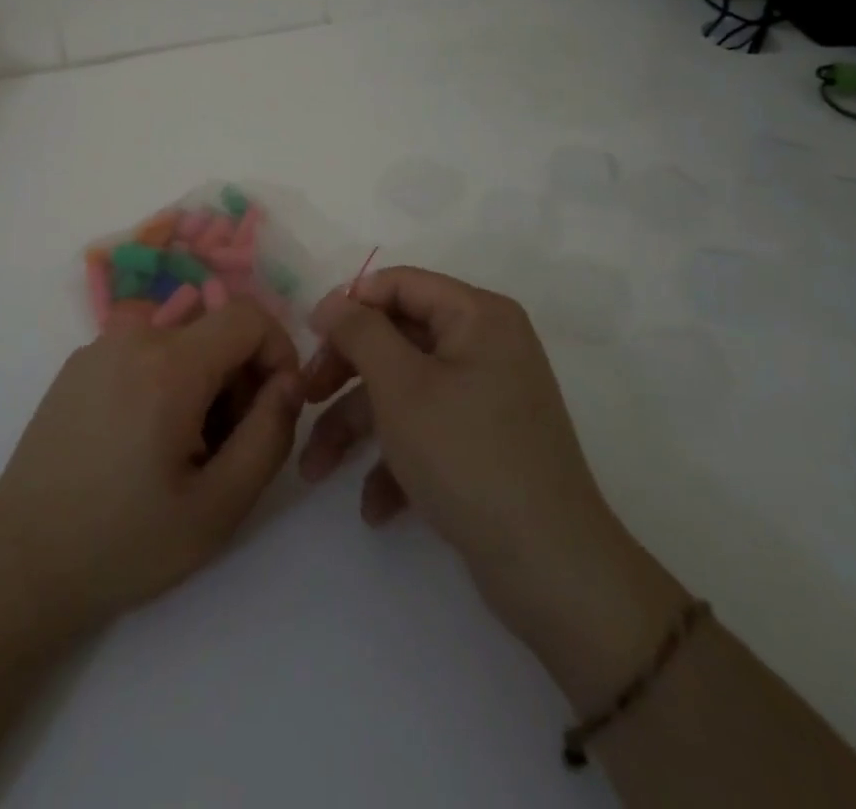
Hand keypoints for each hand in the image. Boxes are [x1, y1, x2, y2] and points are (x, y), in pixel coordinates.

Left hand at [0, 299, 303, 633]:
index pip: (247, 315)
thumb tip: (289, 383)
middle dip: (239, 377)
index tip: (276, 405)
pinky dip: (164, 381)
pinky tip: (144, 443)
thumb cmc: (125, 541)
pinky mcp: (78, 365)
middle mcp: (132, 336)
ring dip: (202, 382)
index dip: (277, 351)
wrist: (20, 560)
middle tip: (227, 446)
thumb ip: (269, 435)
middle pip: (213, 330)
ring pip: (180, 341)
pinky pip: (143, 353)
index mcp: (169, 363)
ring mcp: (99, 346)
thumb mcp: (218, 506)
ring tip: (184, 451)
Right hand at [299, 268, 687, 705]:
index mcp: (476, 316)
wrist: (551, 569)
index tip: (309, 337)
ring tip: (315, 470)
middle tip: (304, 399)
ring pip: (403, 390)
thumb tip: (332, 301)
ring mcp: (485, 395)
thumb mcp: (400, 385)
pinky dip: (395, 460)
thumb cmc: (467, 455)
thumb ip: (360, 331)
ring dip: (355, 427)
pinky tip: (374, 506)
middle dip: (344, 374)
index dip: (349, 305)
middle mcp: (485, 345)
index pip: (398, 284)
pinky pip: (427, 430)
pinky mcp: (483, 442)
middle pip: (395, 338)